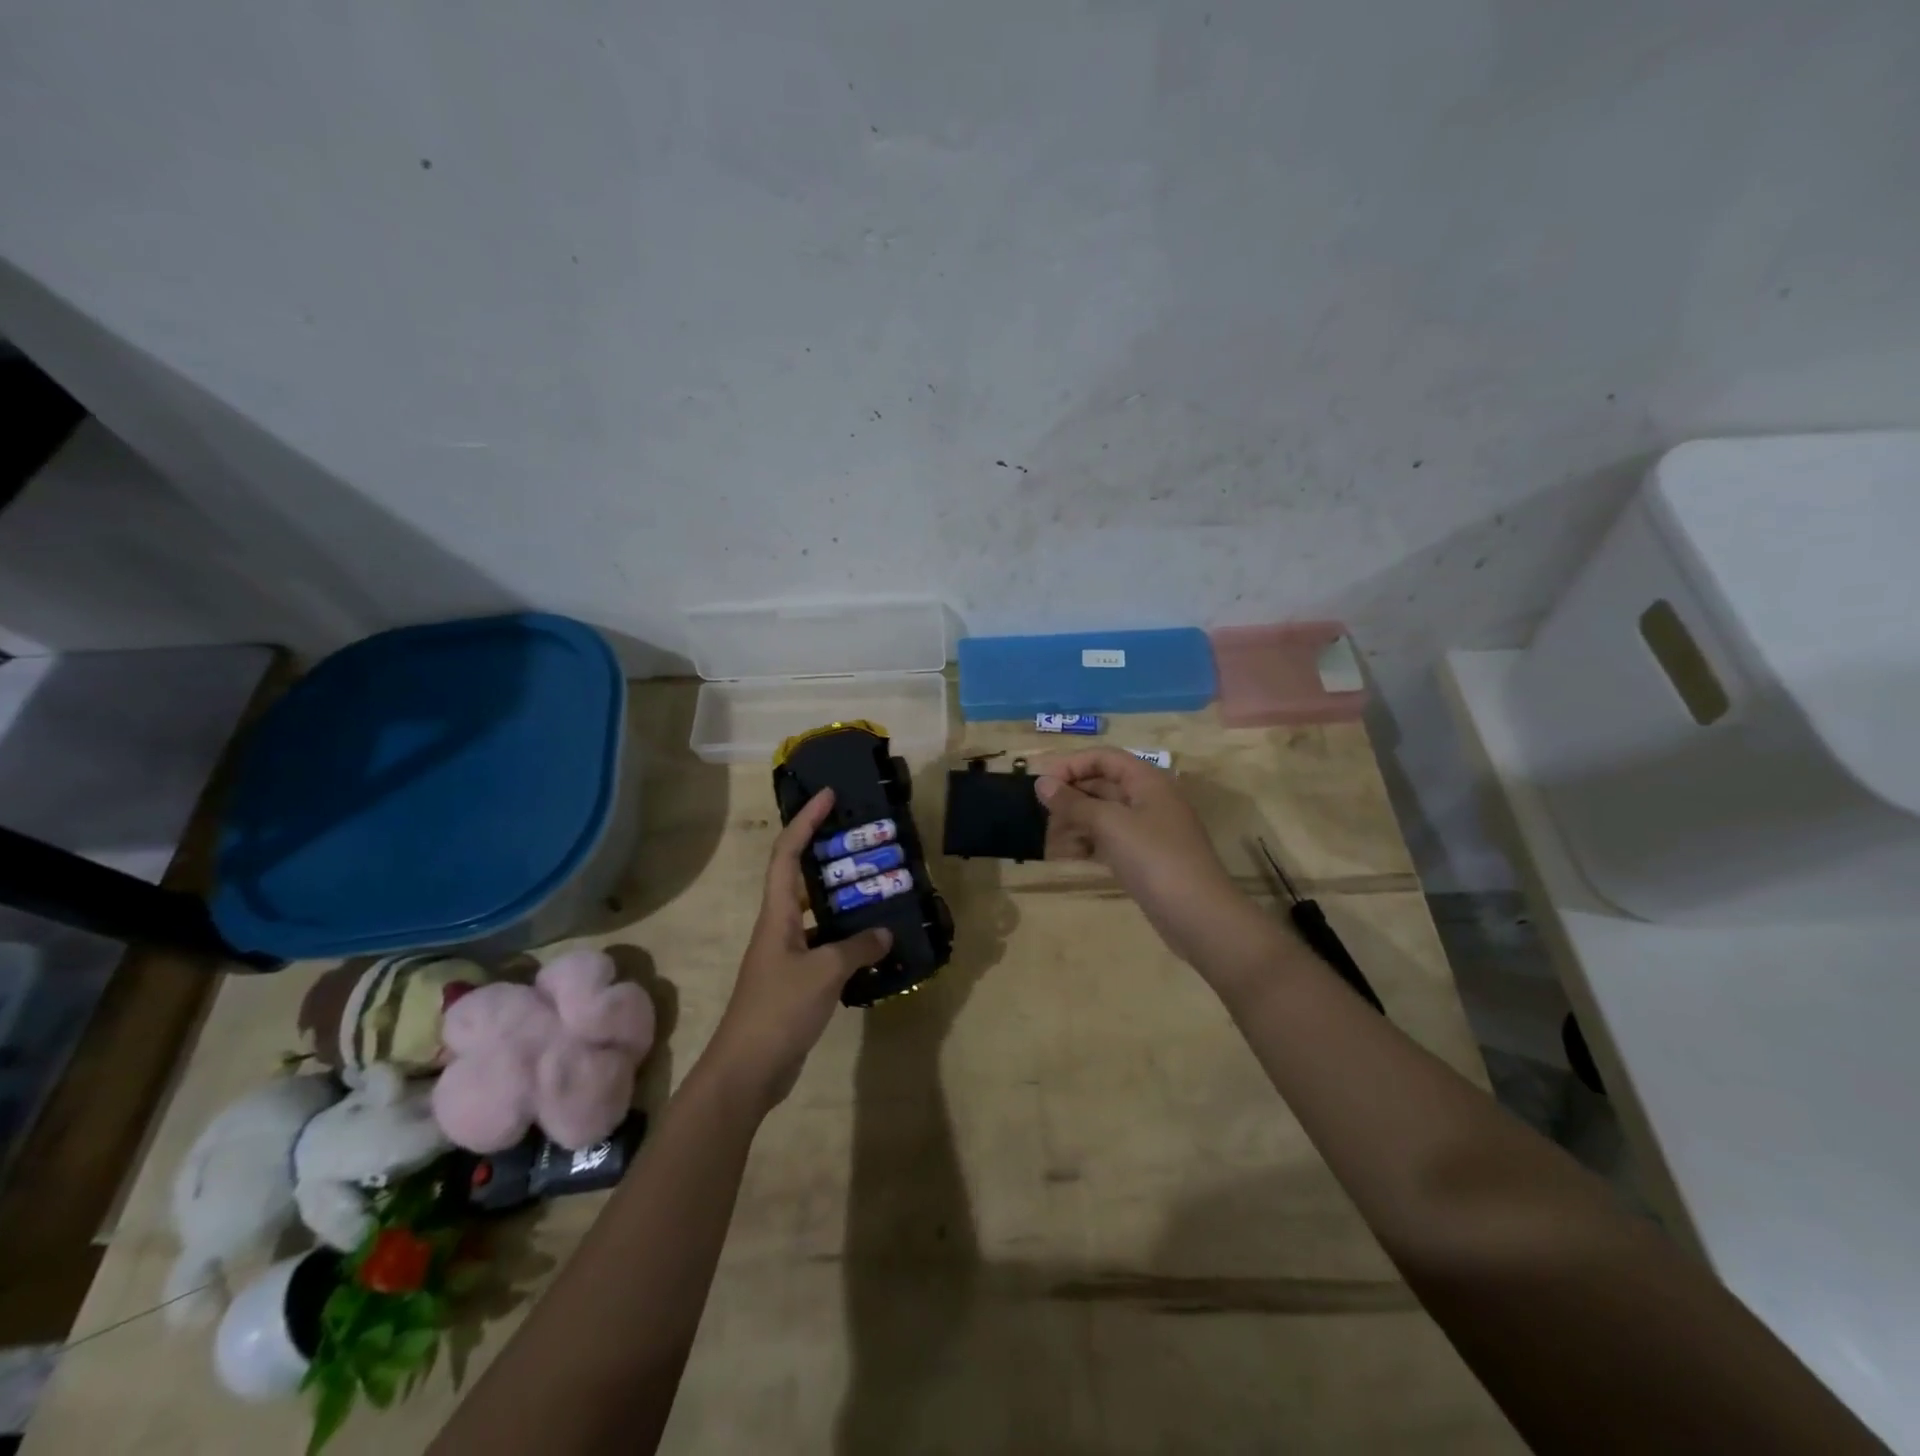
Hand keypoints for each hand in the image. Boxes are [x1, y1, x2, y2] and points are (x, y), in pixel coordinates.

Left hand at [701, 788, 891, 1111]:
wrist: (747, 1070)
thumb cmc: (778, 1010)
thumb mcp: (824, 973)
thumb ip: (857, 948)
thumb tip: (884, 933)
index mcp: (777, 914)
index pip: (787, 854)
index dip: (805, 821)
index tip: (828, 797)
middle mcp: (779, 926)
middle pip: (801, 877)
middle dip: (828, 854)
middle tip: (864, 841)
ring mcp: (787, 954)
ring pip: (817, 914)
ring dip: (844, 900)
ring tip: (879, 888)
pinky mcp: (798, 981)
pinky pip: (827, 946)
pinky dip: (849, 940)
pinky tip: (876, 944)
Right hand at [1036, 749, 1269, 971]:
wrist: (1197, 915)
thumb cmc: (1154, 858)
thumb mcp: (1110, 824)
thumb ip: (1073, 803)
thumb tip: (1042, 783)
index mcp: (1147, 780)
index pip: (1103, 757)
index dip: (1071, 764)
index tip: (1041, 783)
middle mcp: (1148, 798)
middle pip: (1102, 784)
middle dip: (1070, 796)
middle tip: (1041, 814)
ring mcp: (1147, 829)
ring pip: (1103, 814)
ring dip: (1075, 822)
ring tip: (1050, 839)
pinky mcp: (1143, 857)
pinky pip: (1108, 839)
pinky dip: (1087, 843)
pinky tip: (1067, 855)